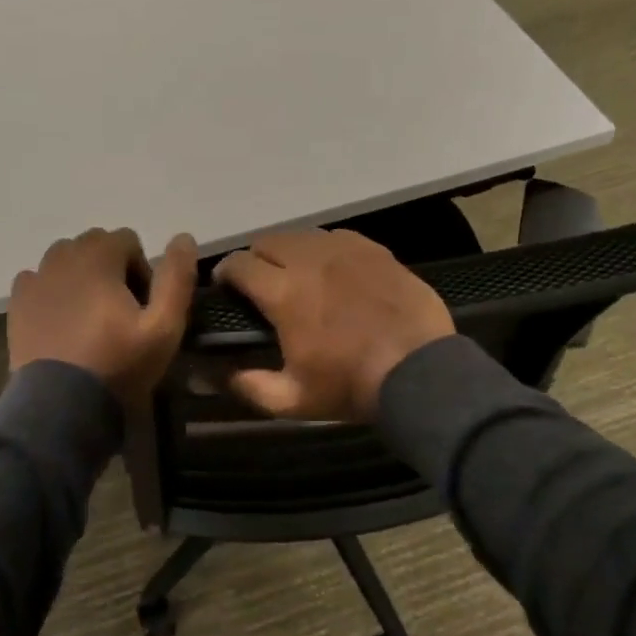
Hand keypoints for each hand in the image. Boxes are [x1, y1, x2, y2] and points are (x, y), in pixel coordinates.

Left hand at [8, 228, 197, 401]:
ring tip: (90, 315)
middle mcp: (62, 257)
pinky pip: (38, 280)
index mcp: (98, 257)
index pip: (127, 239)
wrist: (60, 405)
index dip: (141, 268)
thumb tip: (183, 237)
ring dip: (81, 275)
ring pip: (64, 259)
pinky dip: (52, 291)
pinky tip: (62, 322)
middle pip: (94, 244)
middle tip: (120, 310)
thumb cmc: (117, 364)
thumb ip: (176, 278)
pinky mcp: (17, 303)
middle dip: (111, 267)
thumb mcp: (163, 327)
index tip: (143, 304)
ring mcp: (35, 279)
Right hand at [213, 229, 453, 421]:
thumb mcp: (293, 400)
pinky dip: (325, 250)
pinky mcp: (375, 250)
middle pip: (268, 240)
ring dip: (290, 251)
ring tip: (297, 275)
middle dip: (256, 258)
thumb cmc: (351, 385)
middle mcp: (310, 260)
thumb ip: (249, 386)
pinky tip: (334, 270)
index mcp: (284, 292)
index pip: (239, 263)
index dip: (225, 272)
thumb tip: (216, 375)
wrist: (420, 372)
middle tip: (261, 283)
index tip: (226, 287)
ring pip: (303, 235)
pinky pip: (338, 237)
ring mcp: (346, 250)